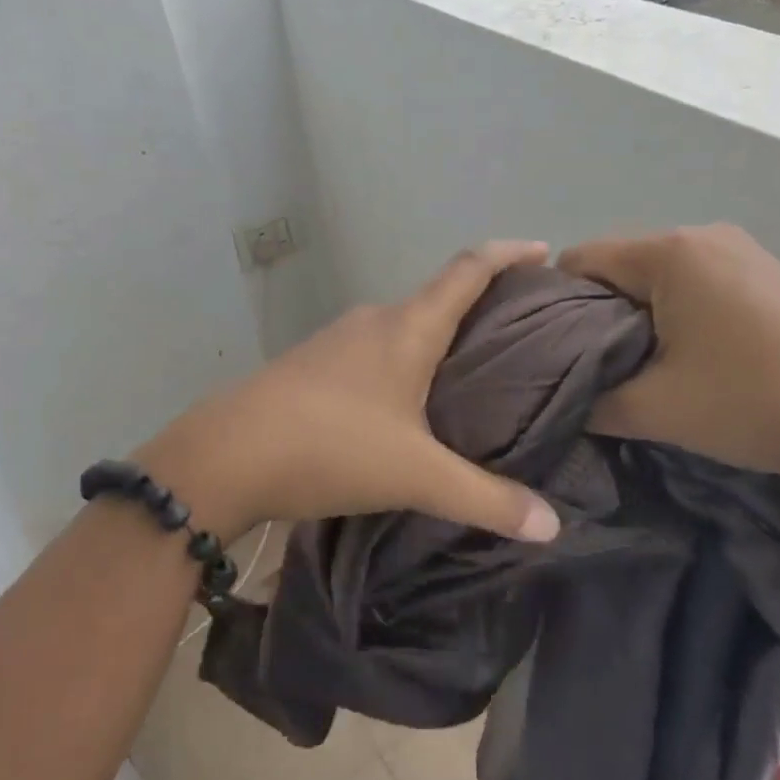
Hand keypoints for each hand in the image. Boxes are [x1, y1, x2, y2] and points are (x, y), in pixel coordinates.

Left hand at [138, 241, 562, 542]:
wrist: (225, 456)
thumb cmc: (331, 447)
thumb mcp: (416, 476)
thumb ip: (486, 500)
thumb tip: (554, 527)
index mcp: (407, 327)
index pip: (468, 269)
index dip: (508, 253)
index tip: (544, 251)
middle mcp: (374, 320)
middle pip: (437, 296)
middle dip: (481, 304)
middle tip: (521, 330)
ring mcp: (337, 340)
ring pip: (403, 325)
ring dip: (438, 336)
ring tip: (471, 370)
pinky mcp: (312, 365)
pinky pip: (374, 350)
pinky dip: (404, 359)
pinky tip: (407, 400)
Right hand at [557, 226, 779, 491]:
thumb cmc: (752, 404)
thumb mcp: (653, 410)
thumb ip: (587, 401)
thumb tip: (557, 400)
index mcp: (670, 252)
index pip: (579, 260)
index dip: (553, 306)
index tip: (551, 353)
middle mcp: (703, 235)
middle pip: (617, 264)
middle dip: (594, 313)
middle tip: (593, 368)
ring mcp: (740, 251)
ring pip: (654, 275)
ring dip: (634, 315)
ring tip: (640, 366)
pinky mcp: (764, 273)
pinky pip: (691, 281)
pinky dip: (672, 312)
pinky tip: (686, 356)